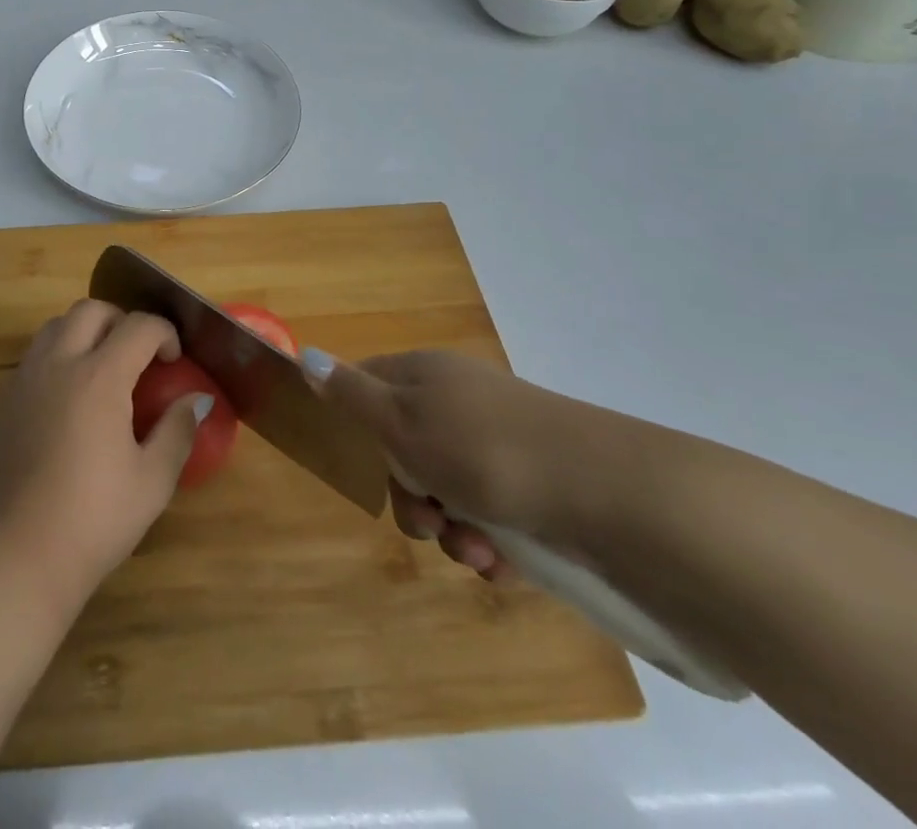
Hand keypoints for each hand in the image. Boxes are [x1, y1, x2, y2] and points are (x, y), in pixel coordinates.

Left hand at [0, 301, 210, 605]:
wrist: (13, 556)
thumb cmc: (91, 520)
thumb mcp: (151, 482)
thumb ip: (177, 431)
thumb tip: (197, 399)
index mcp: (99, 377)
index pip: (138, 326)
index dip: (164, 333)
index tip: (174, 359)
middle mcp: (59, 364)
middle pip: (91, 310)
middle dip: (122, 320)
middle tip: (139, 355)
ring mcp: (25, 379)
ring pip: (56, 325)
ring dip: (86, 331)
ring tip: (104, 368)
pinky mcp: (3, 400)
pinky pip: (35, 354)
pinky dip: (59, 354)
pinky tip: (71, 396)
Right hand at [306, 348, 613, 578]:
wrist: (610, 496)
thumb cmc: (484, 451)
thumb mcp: (402, 420)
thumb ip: (351, 393)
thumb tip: (306, 354)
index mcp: (427, 374)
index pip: (370, 384)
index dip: (359, 425)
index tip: (366, 462)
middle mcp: (462, 403)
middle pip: (407, 449)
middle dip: (411, 496)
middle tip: (428, 520)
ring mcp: (503, 446)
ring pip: (450, 493)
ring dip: (452, 530)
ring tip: (478, 551)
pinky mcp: (538, 490)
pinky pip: (495, 519)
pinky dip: (492, 545)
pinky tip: (506, 562)